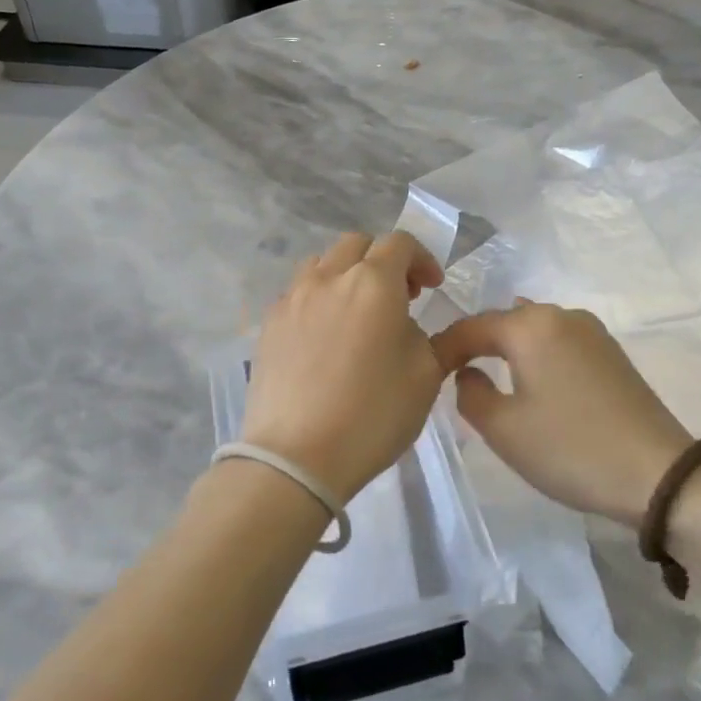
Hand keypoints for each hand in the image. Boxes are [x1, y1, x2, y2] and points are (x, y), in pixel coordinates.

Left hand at [241, 231, 446, 500]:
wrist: (296, 457)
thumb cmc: (372, 415)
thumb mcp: (426, 378)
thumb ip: (432, 339)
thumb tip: (410, 326)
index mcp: (373, 283)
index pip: (400, 243)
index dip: (421, 259)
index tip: (431, 288)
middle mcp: (329, 278)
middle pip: (358, 245)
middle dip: (383, 261)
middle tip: (399, 297)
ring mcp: (292, 299)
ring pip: (322, 264)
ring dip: (347, 275)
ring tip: (358, 312)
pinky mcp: (268, 324)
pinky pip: (298, 293)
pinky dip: (319, 299)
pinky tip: (325, 337)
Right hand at [432, 303, 692, 526]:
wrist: (658, 474)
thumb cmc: (570, 449)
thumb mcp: (503, 429)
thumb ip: (471, 394)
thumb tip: (469, 372)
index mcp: (531, 325)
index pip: (472, 326)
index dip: (444, 347)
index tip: (427, 371)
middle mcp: (562, 315)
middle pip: (505, 321)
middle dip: (477, 343)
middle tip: (454, 373)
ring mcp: (592, 331)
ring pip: (534, 329)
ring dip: (509, 348)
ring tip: (490, 373)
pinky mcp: (612, 352)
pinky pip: (559, 342)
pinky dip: (537, 355)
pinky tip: (533, 379)